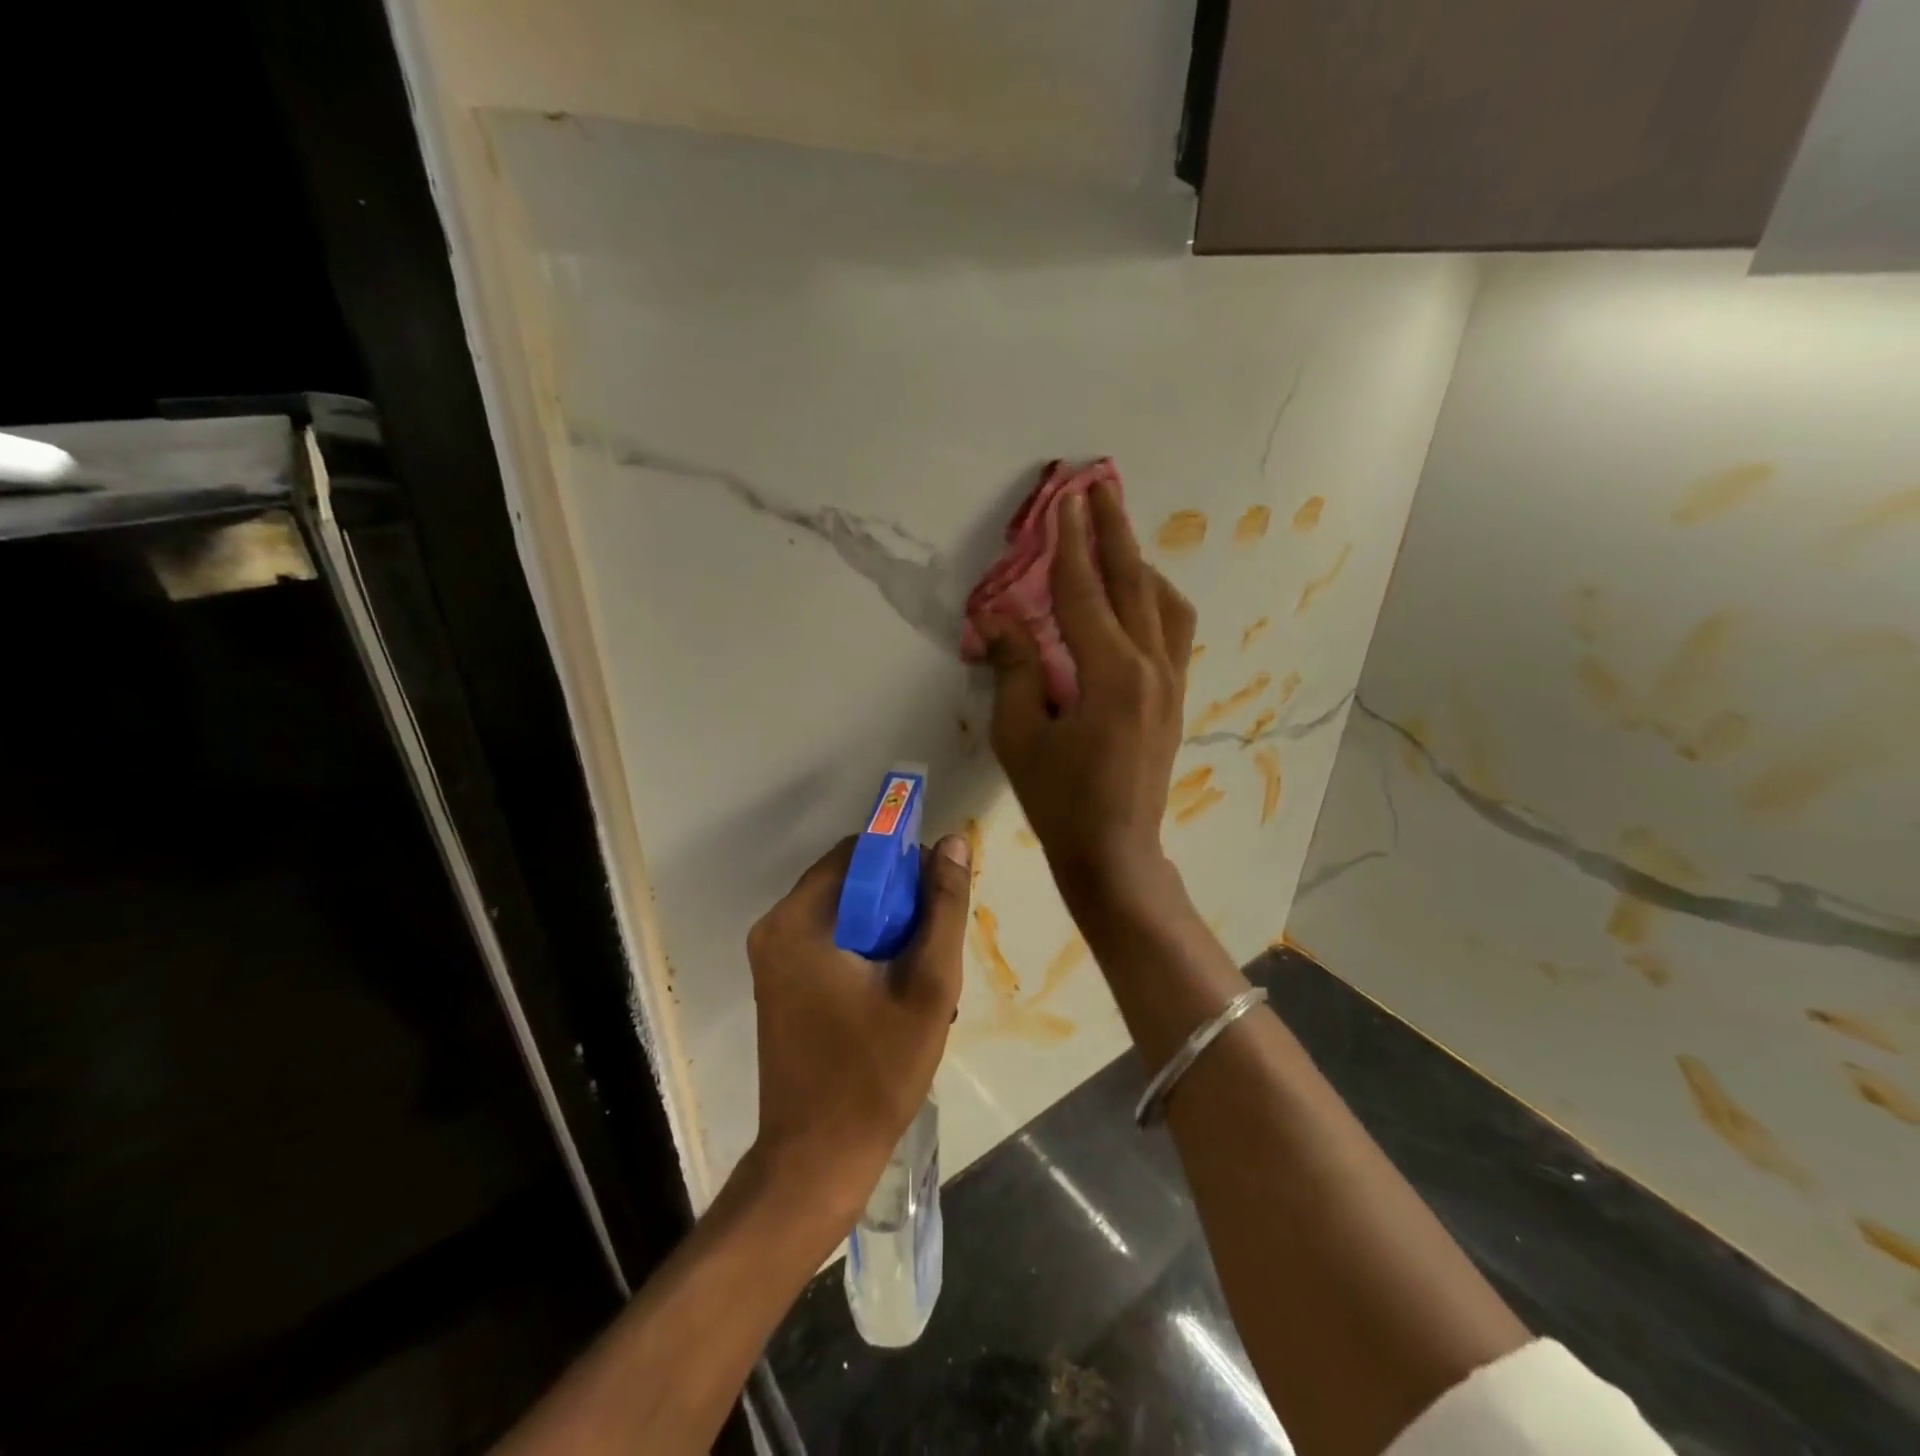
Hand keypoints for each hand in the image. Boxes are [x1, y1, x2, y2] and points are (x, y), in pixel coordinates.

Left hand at [744, 834, 971, 1224]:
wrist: (816, 1162)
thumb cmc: (875, 1073)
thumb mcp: (928, 985)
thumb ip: (944, 908)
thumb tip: (953, 842)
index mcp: (799, 920)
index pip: (859, 852)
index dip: (906, 862)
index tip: (941, 895)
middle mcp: (775, 928)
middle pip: (850, 882)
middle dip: (900, 902)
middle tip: (937, 943)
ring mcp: (772, 958)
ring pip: (844, 914)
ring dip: (888, 930)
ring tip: (924, 975)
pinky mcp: (779, 984)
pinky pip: (830, 942)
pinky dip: (866, 951)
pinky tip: (898, 991)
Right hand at [983, 480, 1195, 910]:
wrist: (1115, 853)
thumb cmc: (1059, 801)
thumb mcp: (1020, 735)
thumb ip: (1014, 668)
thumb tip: (998, 617)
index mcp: (1110, 673)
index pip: (1083, 591)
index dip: (1070, 542)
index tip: (1067, 498)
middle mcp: (1150, 666)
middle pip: (1132, 582)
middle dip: (1114, 531)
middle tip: (1100, 486)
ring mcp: (1171, 681)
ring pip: (1163, 602)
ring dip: (1138, 562)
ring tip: (1115, 537)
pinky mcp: (1175, 697)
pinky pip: (1172, 630)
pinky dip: (1154, 598)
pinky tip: (1136, 596)